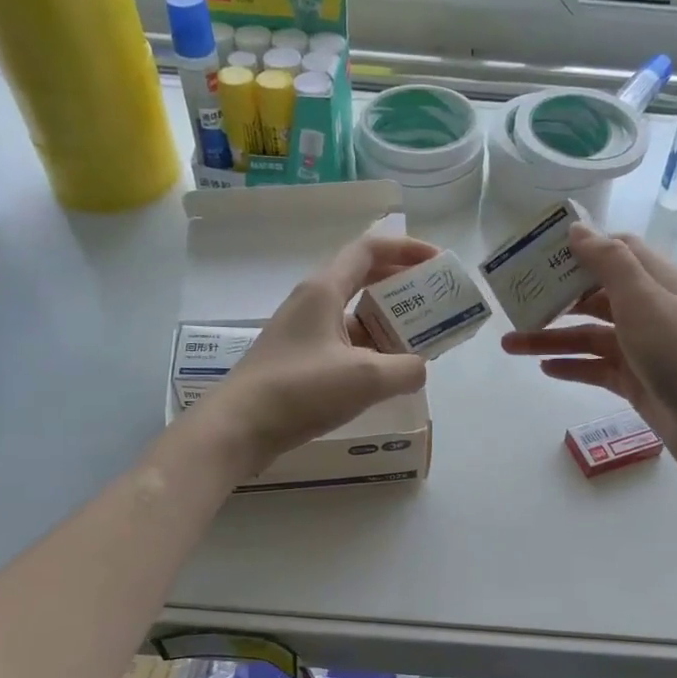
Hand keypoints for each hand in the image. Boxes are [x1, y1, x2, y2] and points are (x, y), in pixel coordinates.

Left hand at [204, 232, 438, 474]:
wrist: (239, 428)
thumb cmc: (301, 390)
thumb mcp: (366, 378)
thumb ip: (406, 369)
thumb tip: (419, 368)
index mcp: (324, 290)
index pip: (369, 251)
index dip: (407, 250)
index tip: (437, 263)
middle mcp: (312, 304)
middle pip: (363, 281)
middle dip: (402, 290)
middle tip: (434, 307)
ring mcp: (302, 334)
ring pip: (354, 318)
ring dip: (387, 327)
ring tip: (418, 348)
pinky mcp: (298, 362)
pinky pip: (342, 346)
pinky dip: (368, 353)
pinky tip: (385, 378)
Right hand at [500, 222, 676, 478]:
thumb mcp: (645, 301)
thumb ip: (610, 264)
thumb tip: (577, 229)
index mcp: (657, 281)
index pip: (616, 252)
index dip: (580, 249)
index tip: (539, 255)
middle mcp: (650, 310)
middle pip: (595, 295)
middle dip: (556, 298)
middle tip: (515, 302)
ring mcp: (642, 349)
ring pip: (589, 336)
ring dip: (551, 337)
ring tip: (509, 344)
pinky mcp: (636, 382)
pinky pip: (596, 368)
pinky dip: (571, 366)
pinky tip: (544, 369)